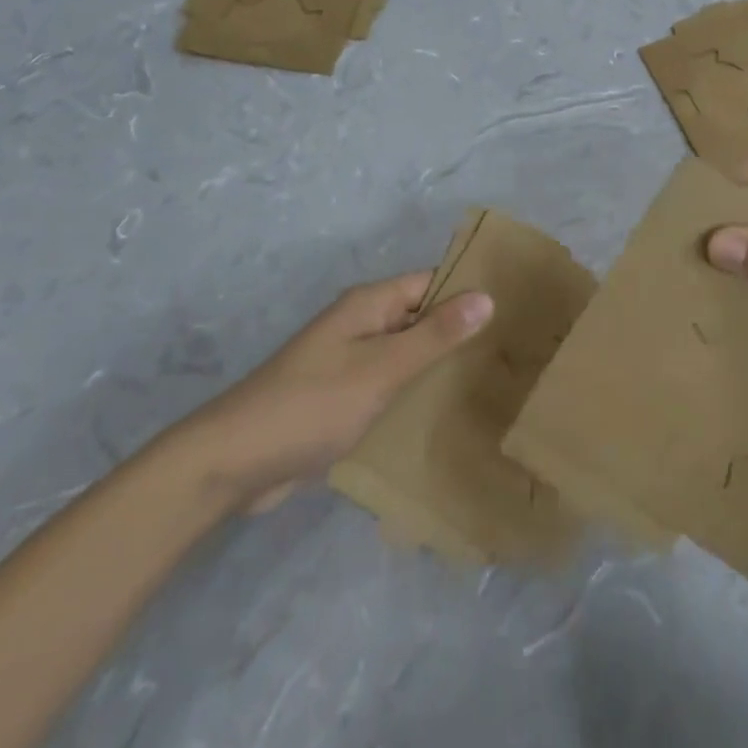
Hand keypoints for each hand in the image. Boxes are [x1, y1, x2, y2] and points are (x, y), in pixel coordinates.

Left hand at [178, 272, 493, 512]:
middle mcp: (361, 325)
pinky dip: (412, 393)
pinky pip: (388, 385)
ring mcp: (349, 363)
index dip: (469, 292)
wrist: (232, 464)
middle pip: (420, 317)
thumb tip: (487, 296)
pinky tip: (444, 413)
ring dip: (437, 365)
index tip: (515, 310)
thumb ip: (435, 335)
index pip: (431, 283)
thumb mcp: (382, 368)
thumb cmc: (312, 405)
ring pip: (406, 354)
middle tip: (512, 352)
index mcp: (369, 304)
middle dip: (459, 331)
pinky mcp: (341, 398)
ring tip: (491, 381)